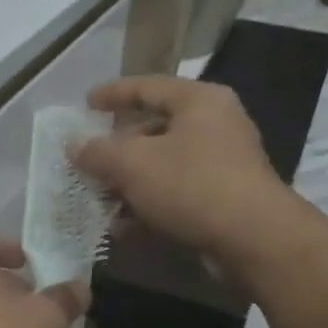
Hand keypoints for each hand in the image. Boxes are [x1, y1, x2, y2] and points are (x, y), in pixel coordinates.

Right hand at [70, 76, 300, 266]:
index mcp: (199, 102)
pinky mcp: (224, 199)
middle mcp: (216, 125)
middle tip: (89, 160)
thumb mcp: (133, 163)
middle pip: (154, 128)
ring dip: (129, 183)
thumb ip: (97, 151)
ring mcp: (223, 163)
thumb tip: (73, 145)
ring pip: (164, 165)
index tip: (86, 103)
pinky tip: (123, 226)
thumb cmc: (191, 185)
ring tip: (98, 199)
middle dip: (117, 149)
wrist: (254, 240)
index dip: (113, 94)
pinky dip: (149, 205)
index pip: (148, 87)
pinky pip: (176, 193)